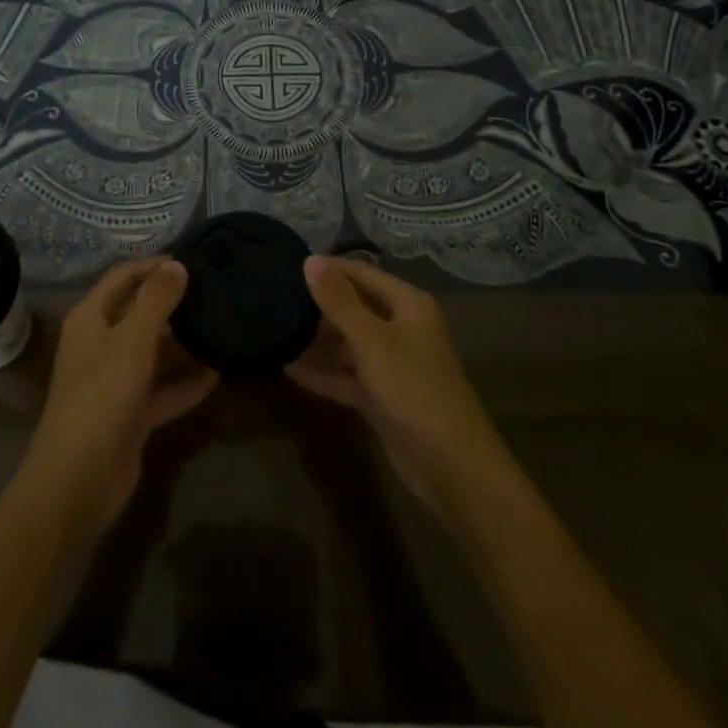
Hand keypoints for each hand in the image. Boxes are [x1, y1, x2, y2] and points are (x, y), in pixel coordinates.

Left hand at [20, 258, 217, 539]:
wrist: (77, 481)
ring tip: (223, 324)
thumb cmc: (101, 397)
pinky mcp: (132, 415)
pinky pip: (164, 390)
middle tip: (215, 290)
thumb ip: (157, 300)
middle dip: (174, 302)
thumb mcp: (132, 341)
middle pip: (140, 312)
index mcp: (91, 319)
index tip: (192, 258)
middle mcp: (101, 344)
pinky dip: (187, 382)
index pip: (123, 277)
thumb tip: (178, 264)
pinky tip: (219, 373)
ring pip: (154, 352)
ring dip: (184, 343)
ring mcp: (116, 381)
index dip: (153, 265)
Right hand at [286, 255, 509, 520]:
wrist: (452, 467)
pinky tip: (288, 367)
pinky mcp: (383, 398)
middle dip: (318, 304)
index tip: (288, 265)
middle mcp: (402, 329)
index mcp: (408, 306)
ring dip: (317, 340)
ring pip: (349, 344)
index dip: (328, 268)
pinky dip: (323, 372)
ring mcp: (393, 366)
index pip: (362, 273)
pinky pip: (348, 376)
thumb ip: (339, 301)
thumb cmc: (413, 389)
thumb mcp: (371, 340)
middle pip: (355, 307)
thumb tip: (310, 260)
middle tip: (275, 297)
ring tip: (275, 328)